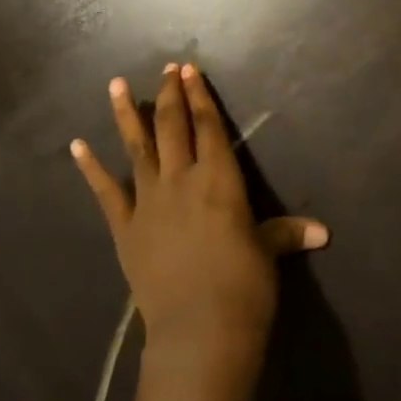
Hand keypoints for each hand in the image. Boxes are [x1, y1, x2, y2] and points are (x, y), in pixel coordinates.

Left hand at [71, 63, 328, 377]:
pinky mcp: (125, 228)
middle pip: (172, 126)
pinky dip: (90, 167)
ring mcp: (148, 201)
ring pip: (136, 147)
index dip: (200, 96)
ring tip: (114, 84)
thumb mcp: (267, 254)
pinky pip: (105, 191)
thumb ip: (286, 233)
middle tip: (166, 68)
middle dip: (169, 94)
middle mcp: (181, 179)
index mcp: (218, 179)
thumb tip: (323, 232)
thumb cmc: (243, 288)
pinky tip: (77, 145)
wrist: (199, 331)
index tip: (189, 70)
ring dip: (125, 114)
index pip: (208, 126)